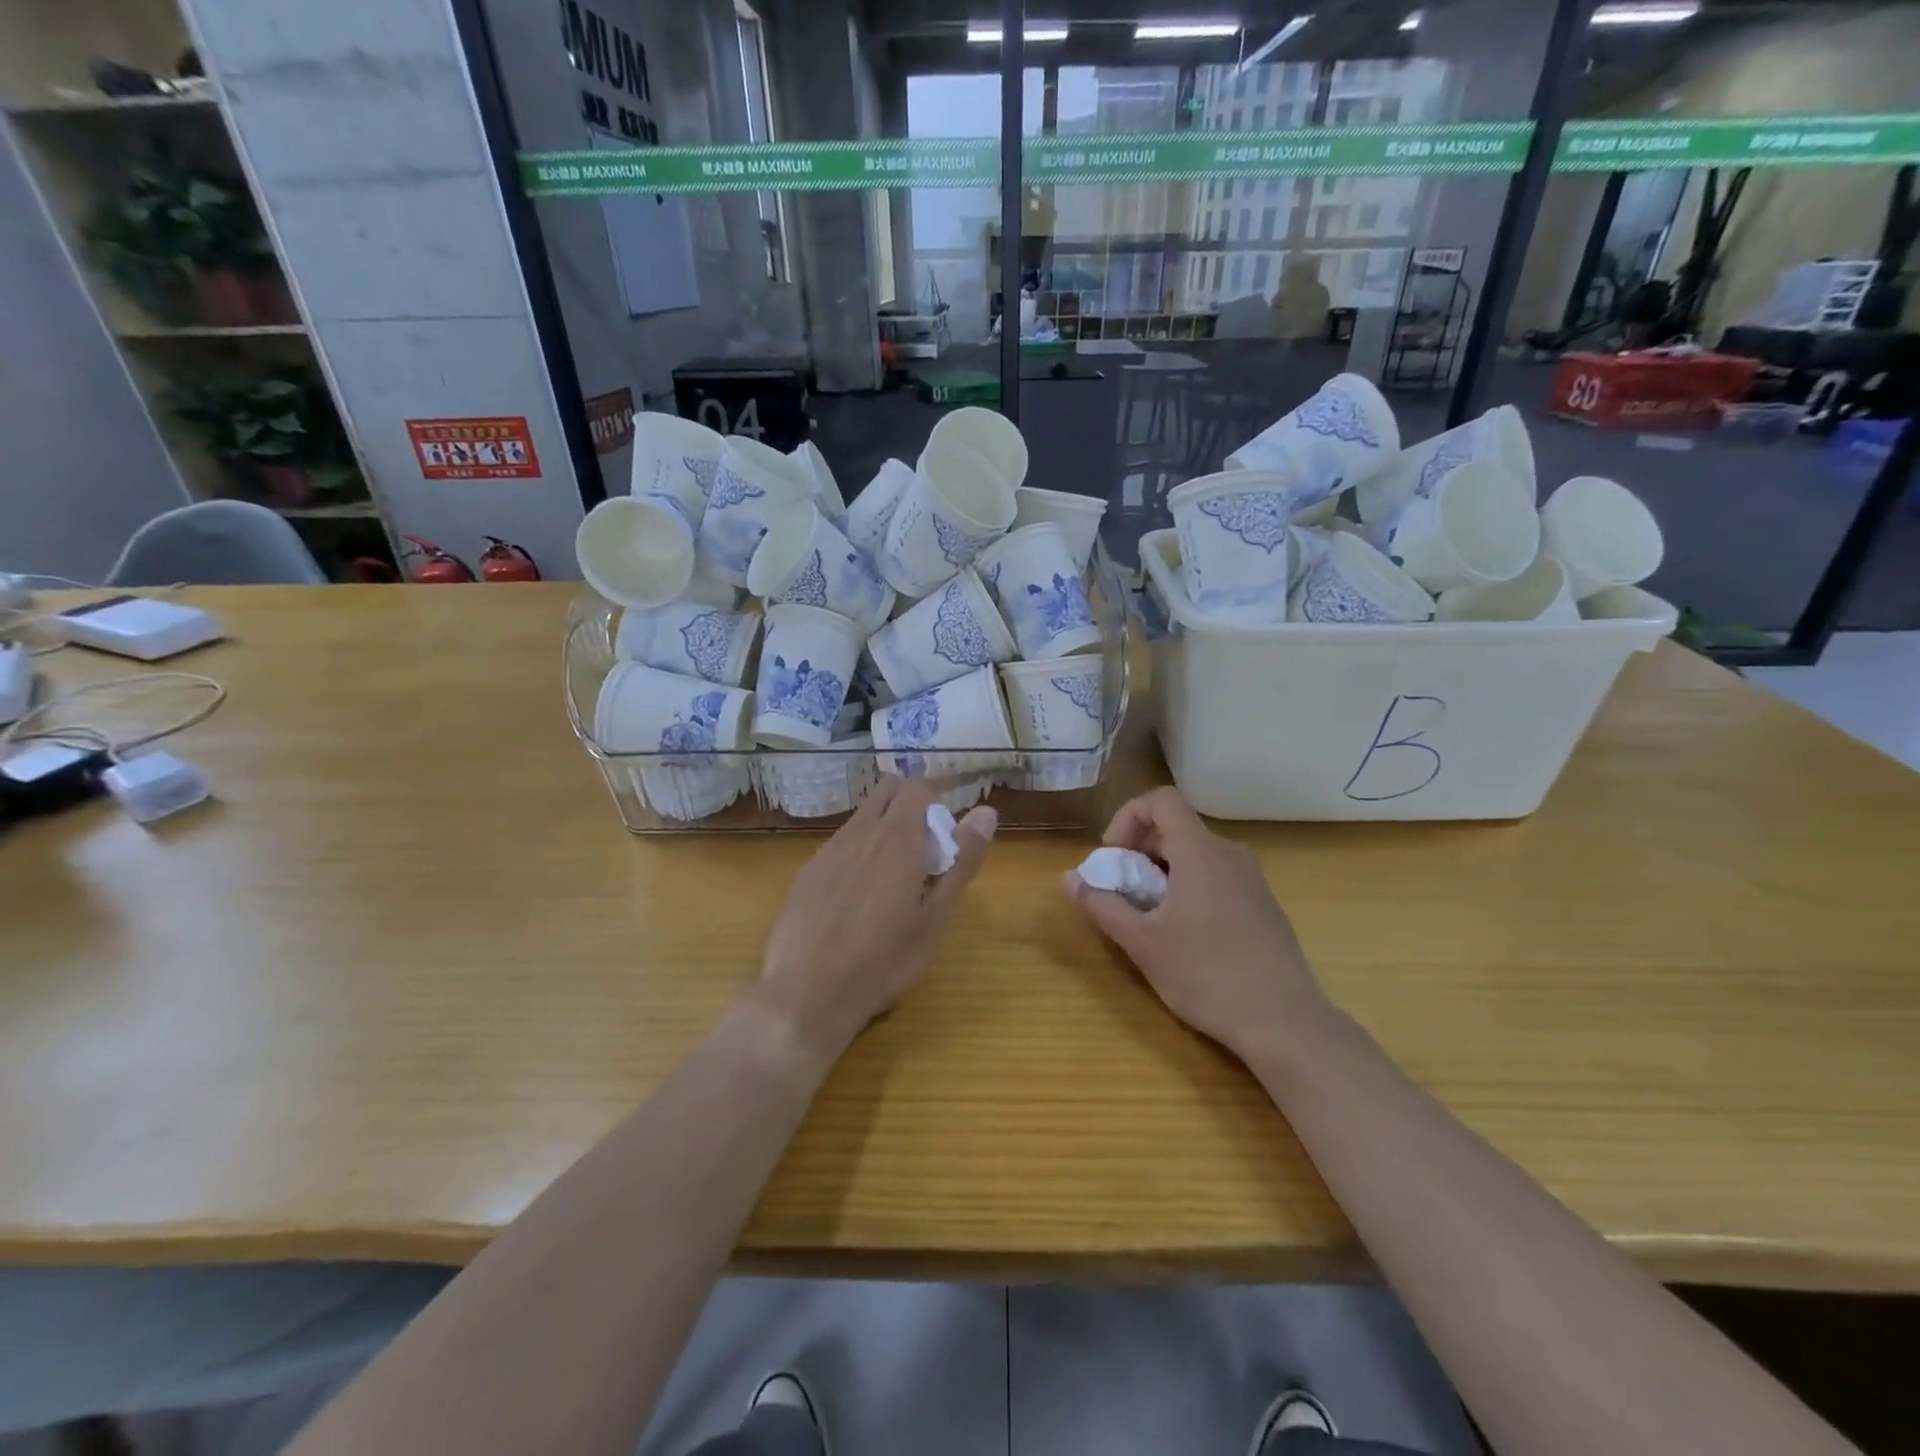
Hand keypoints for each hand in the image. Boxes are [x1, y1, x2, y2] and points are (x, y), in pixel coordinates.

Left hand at [758, 777, 995, 1061]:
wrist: (808, 994)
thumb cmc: (885, 960)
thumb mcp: (937, 917)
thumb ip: (963, 860)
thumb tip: (986, 812)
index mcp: (897, 838)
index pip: (917, 787)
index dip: (935, 802)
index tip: (943, 836)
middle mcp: (859, 832)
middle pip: (886, 791)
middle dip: (908, 805)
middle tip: (921, 850)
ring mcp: (827, 850)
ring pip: (860, 817)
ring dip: (881, 829)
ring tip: (890, 880)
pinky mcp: (805, 873)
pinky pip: (838, 845)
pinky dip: (856, 854)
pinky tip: (855, 899)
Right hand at [1065, 786, 1328, 1060]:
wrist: (1285, 1021)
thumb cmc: (1206, 975)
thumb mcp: (1142, 943)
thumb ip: (1103, 905)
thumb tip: (1069, 878)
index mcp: (1200, 851)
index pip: (1161, 800)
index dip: (1128, 817)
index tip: (1114, 857)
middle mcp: (1229, 853)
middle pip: (1176, 827)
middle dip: (1139, 850)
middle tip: (1123, 891)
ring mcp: (1251, 878)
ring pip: (1195, 853)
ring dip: (1162, 871)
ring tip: (1150, 916)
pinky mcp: (1263, 902)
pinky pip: (1216, 875)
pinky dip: (1189, 886)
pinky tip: (1185, 933)